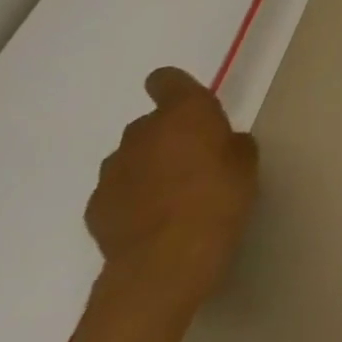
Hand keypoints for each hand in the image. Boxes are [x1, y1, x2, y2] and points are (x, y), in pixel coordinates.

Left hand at [85, 68, 257, 316]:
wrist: (166, 261)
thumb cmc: (219, 197)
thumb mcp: (246, 162)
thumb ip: (230, 144)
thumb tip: (219, 144)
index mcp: (183, 112)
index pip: (166, 80)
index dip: (175, 89)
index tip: (190, 107)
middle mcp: (142, 133)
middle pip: (150, 123)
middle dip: (168, 136)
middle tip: (193, 161)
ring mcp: (113, 171)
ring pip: (132, 157)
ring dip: (148, 166)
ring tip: (172, 195)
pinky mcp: (95, 206)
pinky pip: (119, 189)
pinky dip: (133, 196)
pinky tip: (153, 219)